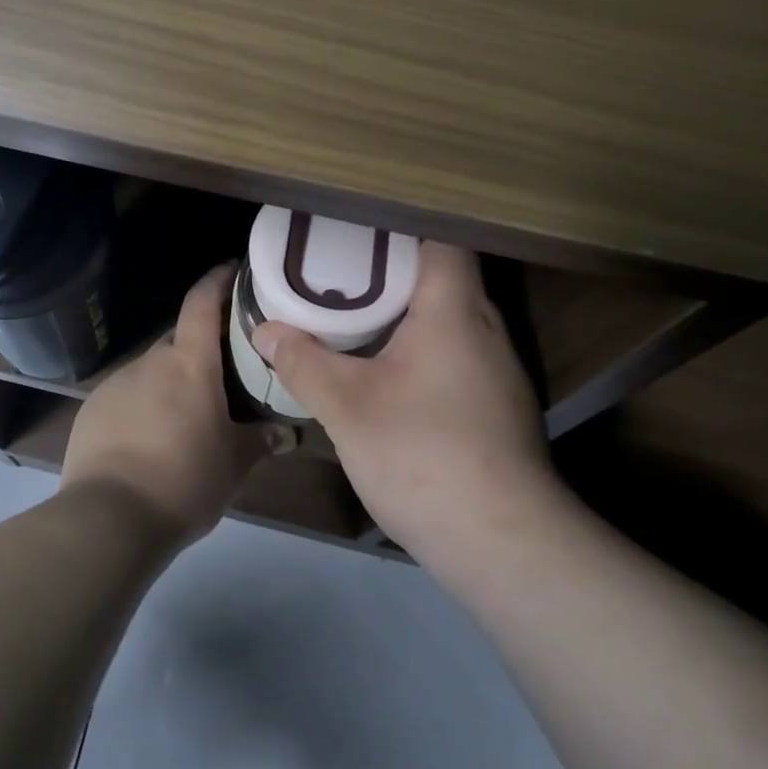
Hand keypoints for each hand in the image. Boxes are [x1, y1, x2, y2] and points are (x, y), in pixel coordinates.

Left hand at [63, 265, 294, 546]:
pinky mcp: (92, 408)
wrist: (109, 518)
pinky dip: (143, 404)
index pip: (202, 302)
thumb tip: (289, 434)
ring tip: (187, 414)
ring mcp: (117, 382)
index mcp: (189, 362)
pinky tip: (150, 438)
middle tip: (224, 371)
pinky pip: (127, 394)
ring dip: (171, 381)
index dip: (218, 280)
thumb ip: (262, 441)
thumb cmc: (184, 480)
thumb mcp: (233, 464)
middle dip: (201, 348)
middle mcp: (151, 361)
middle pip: (180, 339)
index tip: (233, 270)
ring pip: (153, 369)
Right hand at [251, 242, 559, 563]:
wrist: (502, 542)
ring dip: (409, 309)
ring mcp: (500, 368)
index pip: (441, 237)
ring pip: (452, 315)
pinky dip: (425, 344)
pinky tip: (391, 368)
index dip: (401, 226)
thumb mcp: (346, 406)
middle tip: (341, 267)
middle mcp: (486, 326)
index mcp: (454, 308)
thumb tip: (265, 330)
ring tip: (358, 311)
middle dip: (393, 267)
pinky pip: (459, 350)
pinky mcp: (500, 402)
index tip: (357, 230)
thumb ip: (303, 361)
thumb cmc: (422, 454)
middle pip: (444, 274)